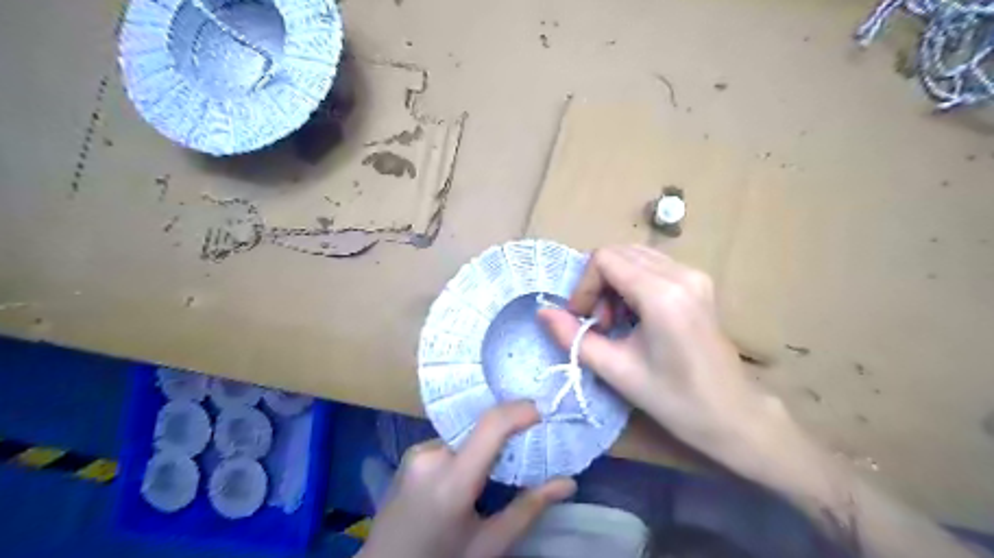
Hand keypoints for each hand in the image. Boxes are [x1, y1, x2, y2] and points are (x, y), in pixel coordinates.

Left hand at [358, 400, 574, 557]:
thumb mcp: (488, 544)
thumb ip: (528, 509)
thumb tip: (568, 483)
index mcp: (452, 482)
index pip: (491, 426)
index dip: (520, 411)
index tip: (544, 411)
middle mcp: (431, 456)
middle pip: (480, 429)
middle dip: (507, 434)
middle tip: (529, 446)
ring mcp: (417, 452)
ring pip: (467, 435)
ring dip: (486, 445)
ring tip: (500, 468)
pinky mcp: (411, 453)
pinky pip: (451, 442)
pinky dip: (467, 450)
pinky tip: (471, 473)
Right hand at [541, 245, 787, 477]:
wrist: (733, 414)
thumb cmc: (675, 400)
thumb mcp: (616, 371)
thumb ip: (573, 337)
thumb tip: (542, 312)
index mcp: (662, 295)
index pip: (605, 259)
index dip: (584, 285)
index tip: (582, 318)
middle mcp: (681, 273)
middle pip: (618, 252)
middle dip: (598, 283)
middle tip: (599, 322)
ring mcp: (694, 274)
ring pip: (634, 256)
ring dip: (614, 282)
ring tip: (616, 321)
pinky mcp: (698, 281)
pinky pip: (651, 265)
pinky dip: (632, 283)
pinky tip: (635, 315)